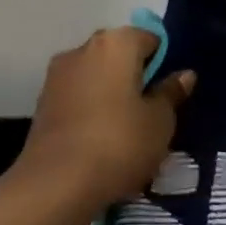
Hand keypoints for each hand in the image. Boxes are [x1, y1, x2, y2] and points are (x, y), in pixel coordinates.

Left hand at [11, 27, 194, 215]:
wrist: (56, 185)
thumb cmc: (120, 143)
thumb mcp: (161, 121)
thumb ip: (171, 93)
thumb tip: (183, 74)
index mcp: (116, 43)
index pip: (150, 39)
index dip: (164, 63)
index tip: (170, 93)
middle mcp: (83, 50)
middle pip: (120, 55)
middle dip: (137, 76)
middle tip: (152, 112)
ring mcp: (58, 76)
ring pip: (98, 77)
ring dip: (113, 94)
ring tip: (128, 130)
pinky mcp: (42, 104)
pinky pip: (79, 97)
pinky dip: (93, 110)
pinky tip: (103, 140)